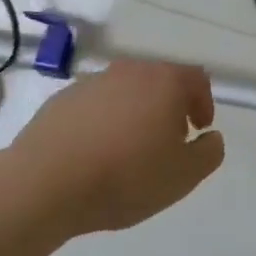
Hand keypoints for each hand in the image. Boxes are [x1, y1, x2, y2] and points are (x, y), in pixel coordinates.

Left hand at [10, 60, 223, 238]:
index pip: (196, 78)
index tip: (199, 129)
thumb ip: (208, 153)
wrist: (44, 183)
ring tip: (129, 150)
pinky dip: (103, 122)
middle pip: (159, 81)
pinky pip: (94, 106)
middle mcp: (130, 71)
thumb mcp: (183, 176)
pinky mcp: (61, 100)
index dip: (203, 102)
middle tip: (167, 140)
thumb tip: (211, 137)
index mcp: (164, 82)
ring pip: (125, 92)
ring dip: (134, 113)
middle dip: (169, 107)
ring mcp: (93, 82)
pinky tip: (95, 153)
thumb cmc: (125, 176)